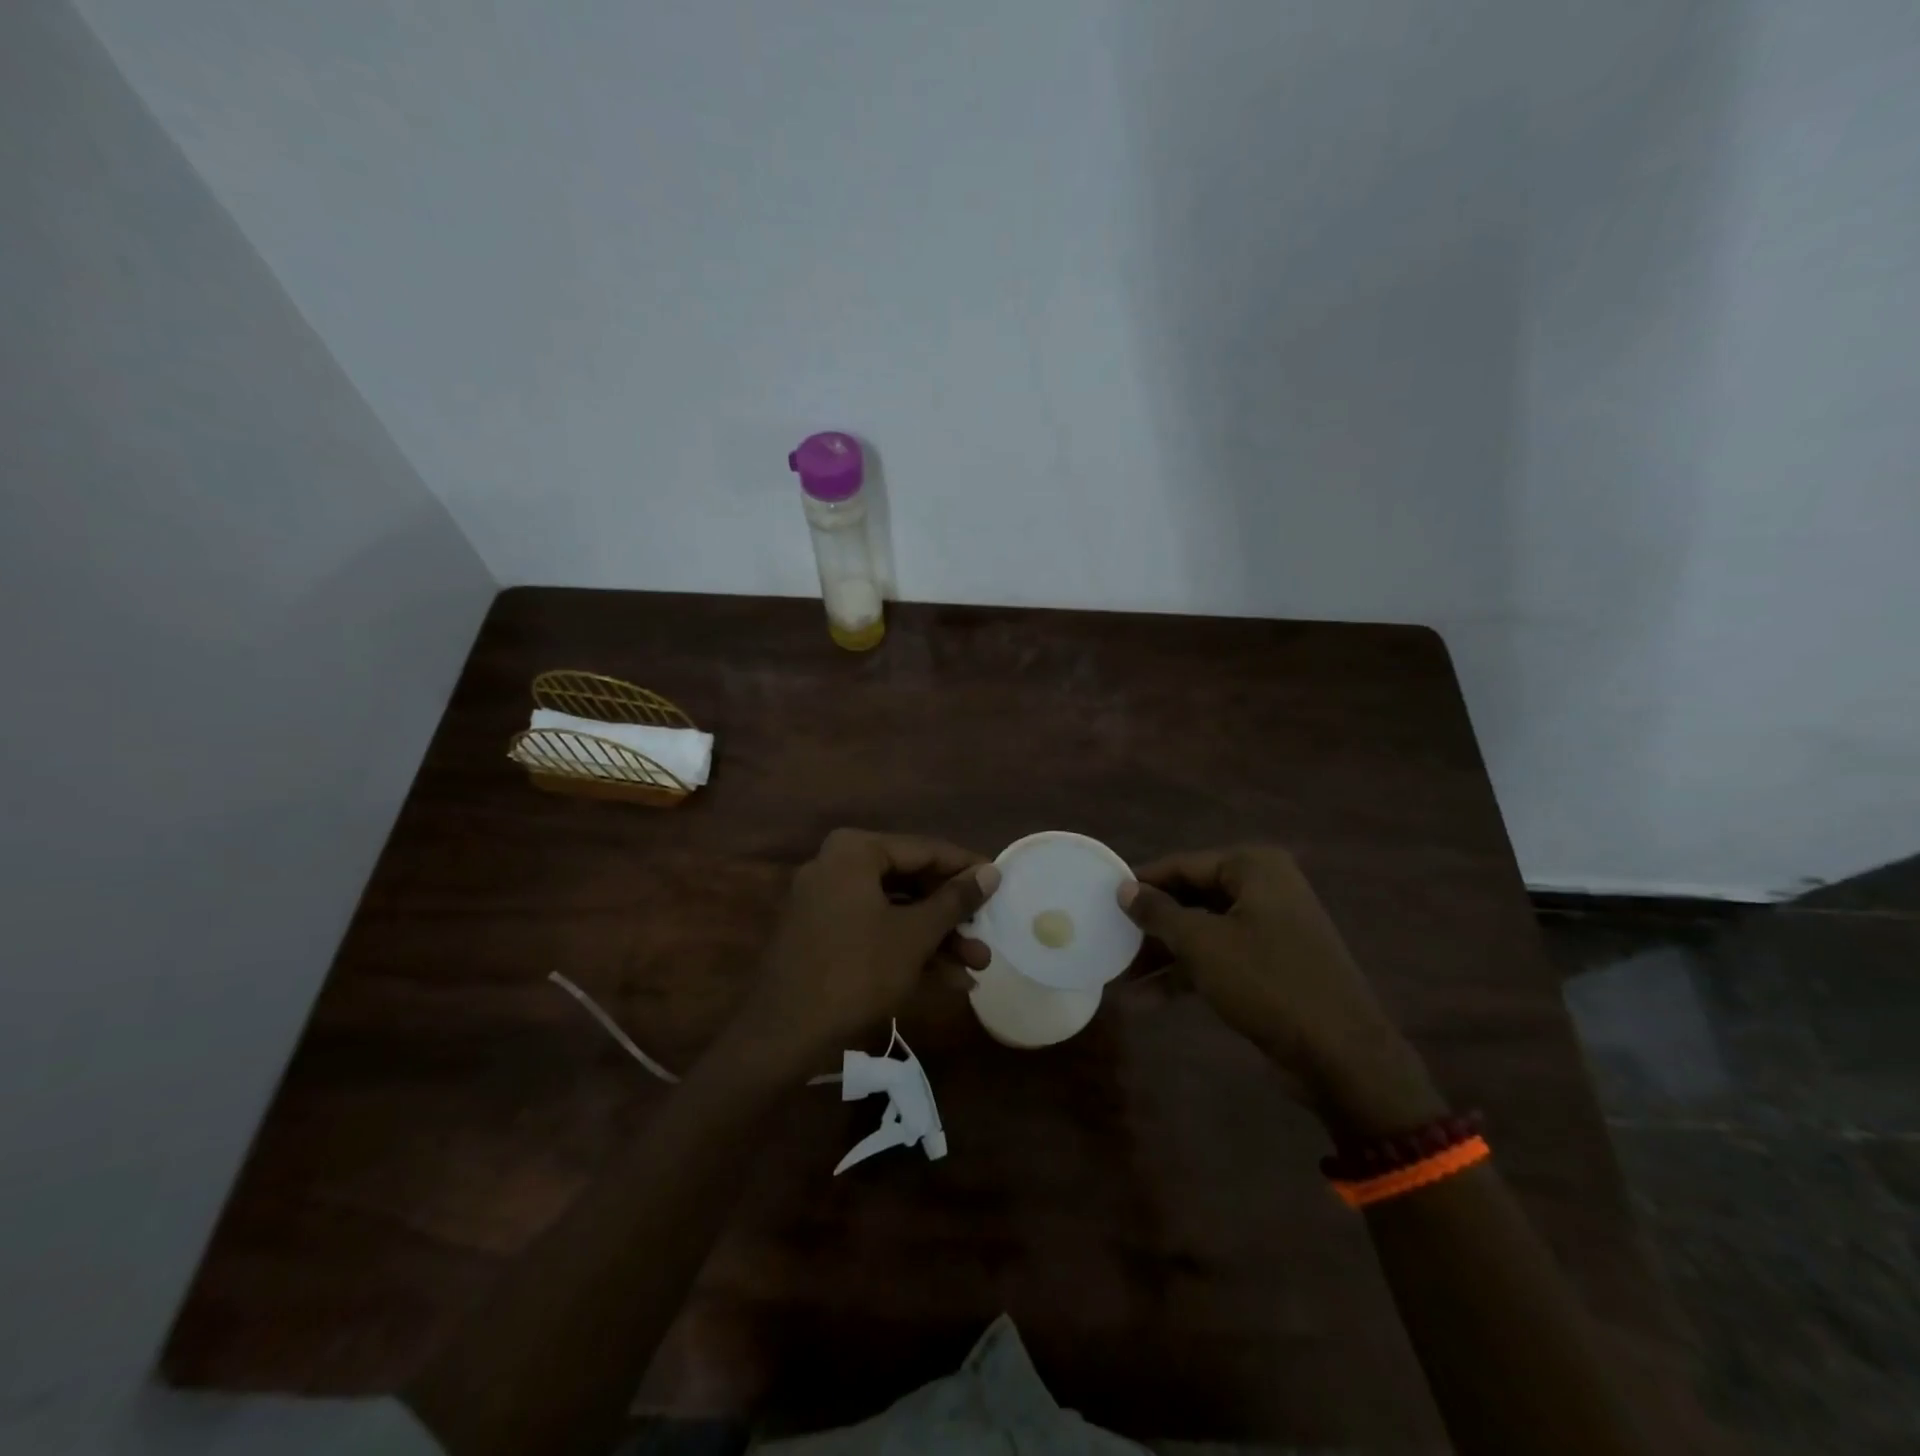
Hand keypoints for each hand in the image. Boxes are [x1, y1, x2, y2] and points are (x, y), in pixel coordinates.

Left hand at [724, 829, 998, 1075]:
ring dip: (936, 939)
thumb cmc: (857, 971)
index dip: (965, 869)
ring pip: (894, 911)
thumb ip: (955, 899)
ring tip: (977, 966)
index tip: (1000, 885)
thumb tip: (992, 872)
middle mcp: (837, 866)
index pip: (924, 850)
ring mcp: (826, 902)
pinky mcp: (822, 936)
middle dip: (951, 916)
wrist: (784, 1034)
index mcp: (855, 851)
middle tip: (987, 934)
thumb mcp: (915, 934)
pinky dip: (907, 951)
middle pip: (910, 882)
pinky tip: (948, 981)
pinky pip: (874, 931)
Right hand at [1120, 846, 1443, 1135]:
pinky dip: (1187, 975)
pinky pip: (1219, 958)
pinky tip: (1148, 1001)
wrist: (1342, 1055)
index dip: (1141, 884)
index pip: (1182, 865)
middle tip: (1110, 941)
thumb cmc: (1267, 982)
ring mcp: (1270, 928)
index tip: (1102, 900)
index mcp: (1253, 868)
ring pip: (1202, 932)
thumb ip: (1158, 912)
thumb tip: (1124, 888)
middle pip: (1191, 899)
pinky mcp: (1271, 965)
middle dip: (1151, 927)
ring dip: (1163, 956)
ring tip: (1121, 980)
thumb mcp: (1202, 944)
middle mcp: (1264, 889)